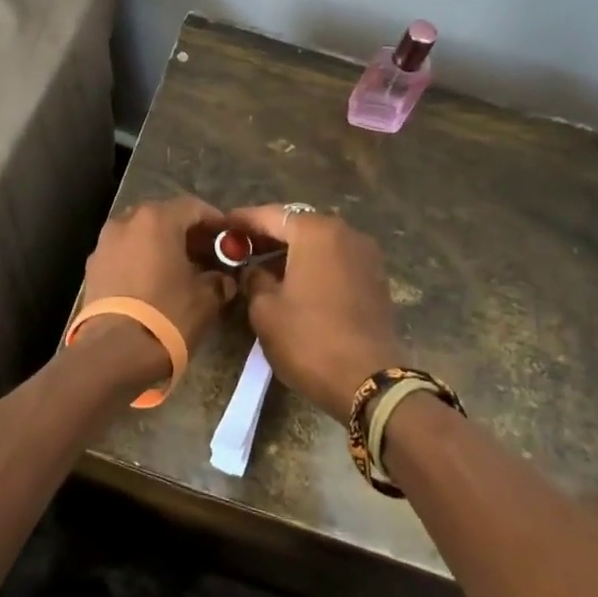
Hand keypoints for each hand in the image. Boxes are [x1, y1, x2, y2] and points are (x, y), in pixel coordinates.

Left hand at [79, 196, 238, 364]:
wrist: (113, 352)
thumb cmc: (167, 315)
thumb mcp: (206, 299)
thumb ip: (219, 281)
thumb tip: (223, 279)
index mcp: (157, 219)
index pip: (193, 207)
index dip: (214, 221)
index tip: (229, 238)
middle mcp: (126, 221)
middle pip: (163, 216)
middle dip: (186, 232)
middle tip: (206, 253)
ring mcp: (104, 243)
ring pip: (140, 233)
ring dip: (161, 245)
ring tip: (180, 269)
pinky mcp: (92, 267)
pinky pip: (124, 252)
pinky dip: (141, 259)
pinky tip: (153, 282)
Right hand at [228, 205, 399, 418]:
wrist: (368, 381)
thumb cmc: (309, 339)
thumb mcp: (265, 309)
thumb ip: (254, 279)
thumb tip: (254, 270)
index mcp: (316, 232)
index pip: (271, 215)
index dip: (243, 220)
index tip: (222, 224)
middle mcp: (345, 233)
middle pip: (298, 225)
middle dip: (269, 234)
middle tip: (241, 246)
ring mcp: (365, 255)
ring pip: (319, 243)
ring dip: (292, 251)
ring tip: (264, 267)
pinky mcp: (375, 279)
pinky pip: (336, 260)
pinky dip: (314, 264)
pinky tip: (295, 283)